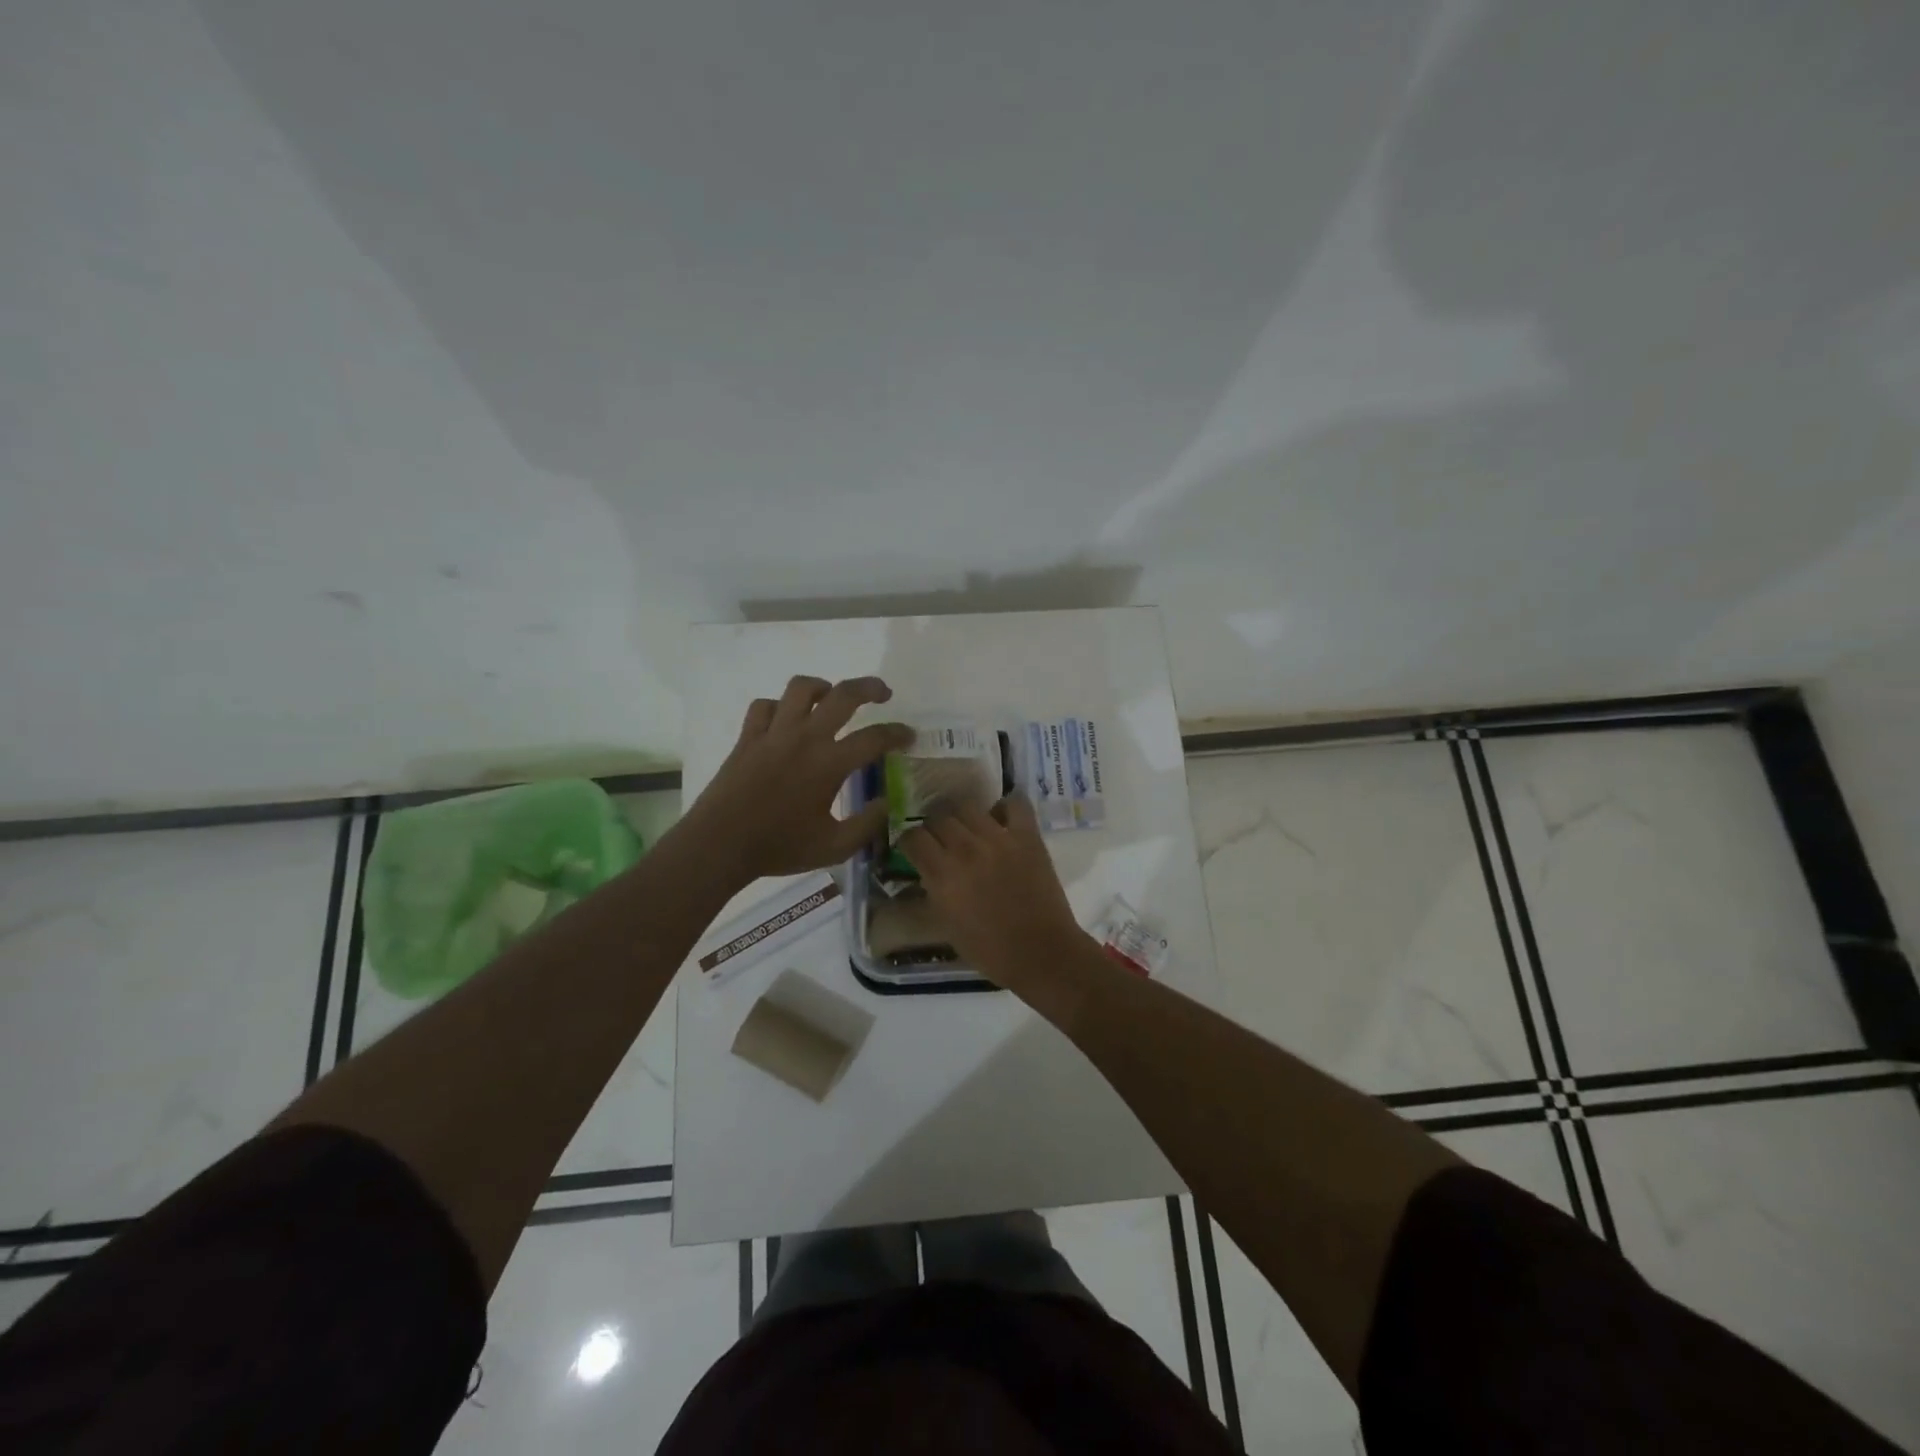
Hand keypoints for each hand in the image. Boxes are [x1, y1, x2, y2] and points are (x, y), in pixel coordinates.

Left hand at [685, 675, 911, 883]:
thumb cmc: (779, 847)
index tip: (909, 736)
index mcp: (829, 763)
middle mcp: (805, 737)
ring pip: (800, 688)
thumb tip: (887, 803)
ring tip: (831, 697)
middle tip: (883, 693)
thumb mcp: (834, 847)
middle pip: (843, 695)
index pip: (875, 737)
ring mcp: (773, 733)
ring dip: (822, 687)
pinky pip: (765, 706)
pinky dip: (779, 706)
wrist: (719, 845)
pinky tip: (785, 720)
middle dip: (869, 688)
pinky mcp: (747, 737)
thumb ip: (867, 824)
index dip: (897, 733)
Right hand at [897, 795, 1089, 988]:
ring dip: (962, 817)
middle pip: (938, 818)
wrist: (1041, 953)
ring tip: (968, 829)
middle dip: (934, 828)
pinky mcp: (1028, 836)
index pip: (912, 837)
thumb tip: (922, 873)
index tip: (915, 849)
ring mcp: (999, 838)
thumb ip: (930, 892)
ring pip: (968, 806)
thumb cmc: (990, 950)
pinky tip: (1001, 820)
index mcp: (942, 874)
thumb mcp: (945, 925)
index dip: (910, 842)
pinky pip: (1014, 803)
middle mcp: (966, 849)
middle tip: (941, 841)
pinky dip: (1005, 807)